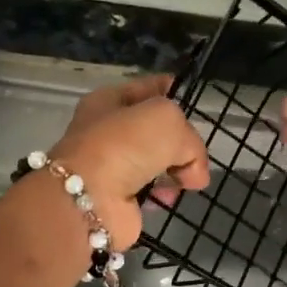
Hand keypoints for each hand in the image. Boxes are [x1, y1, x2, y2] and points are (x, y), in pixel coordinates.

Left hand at [51, 74, 210, 247]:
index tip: (196, 102)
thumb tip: (194, 173)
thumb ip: (191, 141)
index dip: (173, 91)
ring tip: (185, 180)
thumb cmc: (125, 146)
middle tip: (195, 152)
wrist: (90, 198)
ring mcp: (113, 166)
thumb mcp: (168, 121)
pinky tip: (167, 197)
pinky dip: (163, 194)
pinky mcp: (119, 198)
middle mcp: (109, 131)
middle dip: (180, 141)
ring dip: (176, 171)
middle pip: (157, 130)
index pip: (149, 88)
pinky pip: (153, 190)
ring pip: (158, 162)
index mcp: (110, 101)